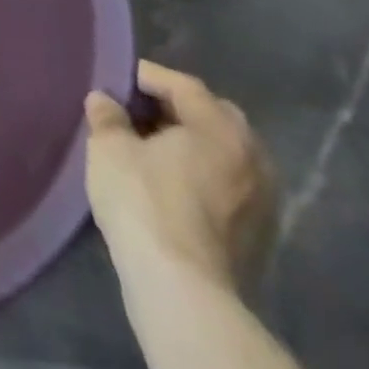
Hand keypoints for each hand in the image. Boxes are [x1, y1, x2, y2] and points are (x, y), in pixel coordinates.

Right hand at [85, 61, 276, 292]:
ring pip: (224, 154)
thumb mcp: (109, 146)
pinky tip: (172, 184)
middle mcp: (253, 158)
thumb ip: (107, 115)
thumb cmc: (144, 201)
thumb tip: (105, 101)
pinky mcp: (260, 238)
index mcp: (221, 128)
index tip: (116, 80)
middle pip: (213, 116)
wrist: (182, 291)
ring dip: (192, 145)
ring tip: (153, 149)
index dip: (146, 77)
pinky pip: (229, 185)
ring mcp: (263, 202)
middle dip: (176, 110)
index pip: (183, 85)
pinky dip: (203, 175)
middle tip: (138, 112)